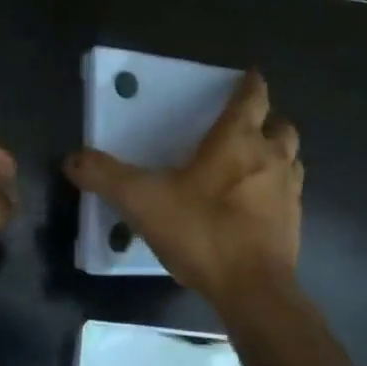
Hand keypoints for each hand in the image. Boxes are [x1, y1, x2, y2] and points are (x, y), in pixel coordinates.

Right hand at [64, 70, 300, 303]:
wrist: (252, 289)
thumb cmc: (201, 231)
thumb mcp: (142, 201)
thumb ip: (106, 177)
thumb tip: (72, 159)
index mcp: (238, 141)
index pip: (252, 98)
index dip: (251, 84)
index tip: (249, 76)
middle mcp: (270, 158)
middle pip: (281, 126)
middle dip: (267, 121)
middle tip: (245, 127)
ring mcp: (288, 192)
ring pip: (290, 159)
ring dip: (275, 155)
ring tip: (250, 165)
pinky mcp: (294, 224)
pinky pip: (289, 195)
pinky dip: (275, 191)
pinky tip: (253, 207)